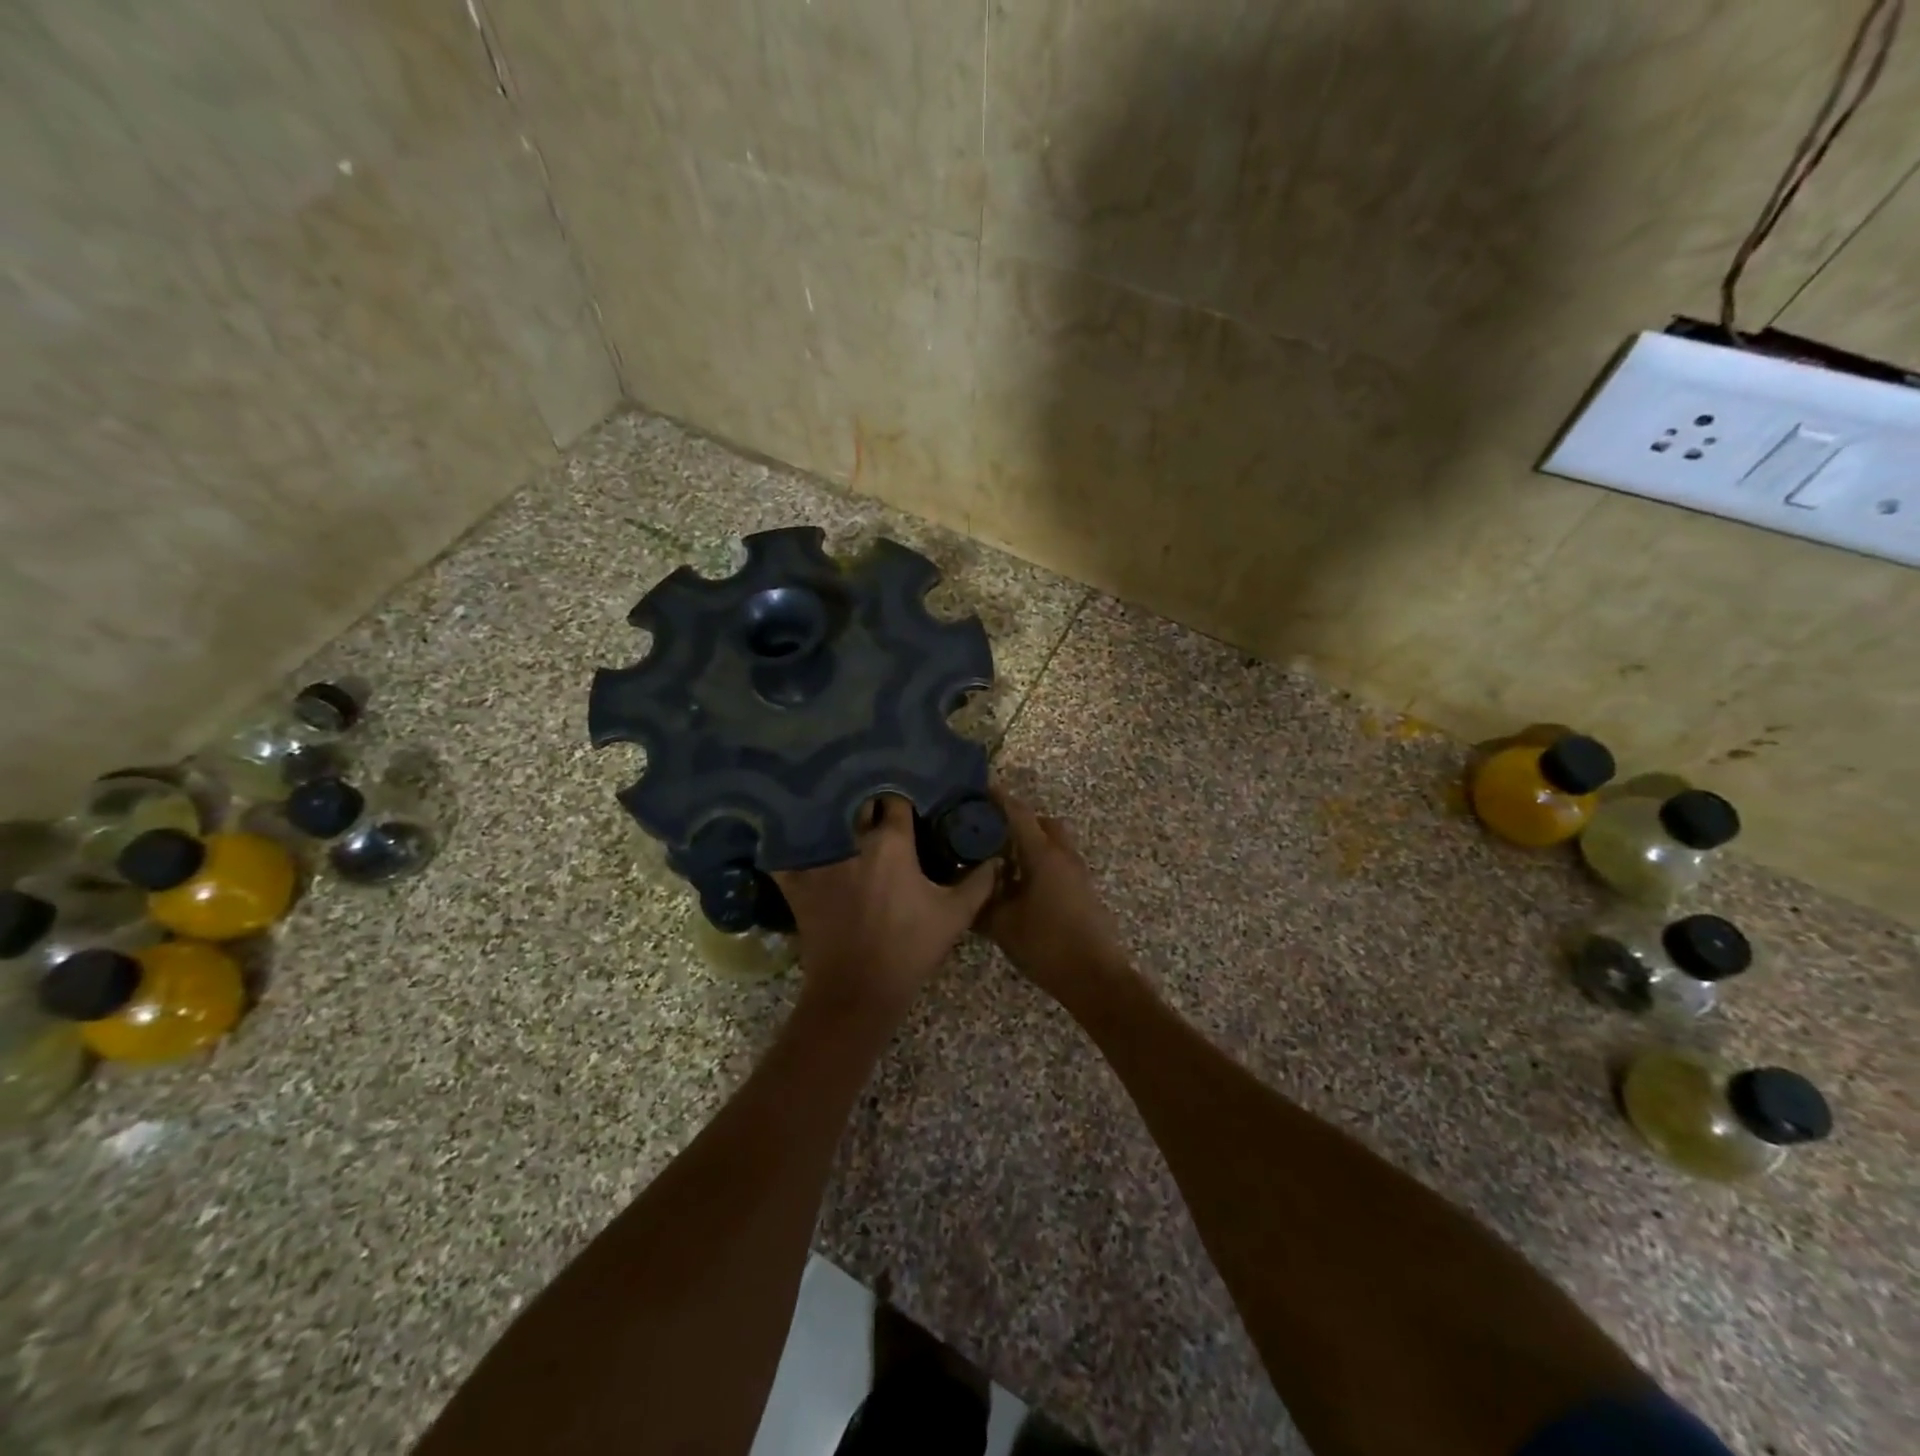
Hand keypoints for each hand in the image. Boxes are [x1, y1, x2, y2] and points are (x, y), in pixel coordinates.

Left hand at [773, 796, 996, 1018]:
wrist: (859, 990)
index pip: (896, 801)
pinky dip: (788, 842)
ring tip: (838, 811)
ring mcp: (820, 859)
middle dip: (866, 800)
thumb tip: (993, 859)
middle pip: (857, 803)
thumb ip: (978, 882)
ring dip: (832, 813)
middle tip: (875, 805)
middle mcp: (853, 841)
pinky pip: (785, 852)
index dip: (903, 798)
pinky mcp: (797, 881)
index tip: (908, 801)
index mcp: (892, 843)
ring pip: (823, 819)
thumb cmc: (910, 948)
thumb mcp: (955, 916)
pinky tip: (792, 836)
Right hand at [978, 788, 1130, 1001]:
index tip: (977, 791)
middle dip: (1016, 820)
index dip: (998, 799)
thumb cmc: (1046, 945)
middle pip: (1041, 822)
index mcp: (1043, 854)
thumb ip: (980, 900)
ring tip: (999, 859)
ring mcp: (1077, 872)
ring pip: (1052, 842)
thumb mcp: (1002, 924)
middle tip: (988, 831)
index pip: (1018, 813)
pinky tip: (1018, 884)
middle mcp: (1063, 855)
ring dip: (1030, 843)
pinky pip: (1058, 861)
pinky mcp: (1082, 889)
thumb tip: (963, 885)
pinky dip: (1039, 861)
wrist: (1095, 976)